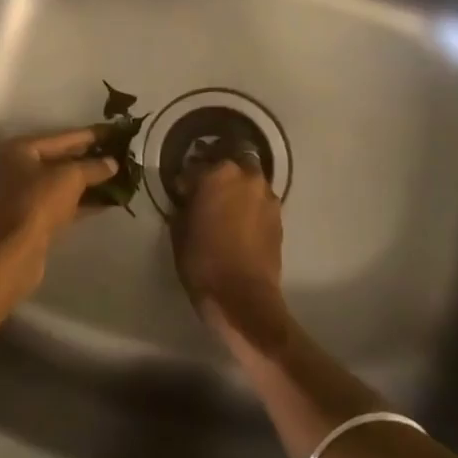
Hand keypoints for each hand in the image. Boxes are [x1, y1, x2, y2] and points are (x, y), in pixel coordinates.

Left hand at [0, 128, 117, 296]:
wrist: (15, 253)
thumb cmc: (39, 203)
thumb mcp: (70, 177)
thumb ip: (93, 167)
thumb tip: (113, 163)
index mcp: (22, 149)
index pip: (64, 136)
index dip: (92, 134)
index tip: (117, 131)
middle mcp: (20, 167)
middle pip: (63, 159)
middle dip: (93, 158)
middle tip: (122, 153)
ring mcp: (26, 194)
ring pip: (65, 183)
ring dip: (91, 181)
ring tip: (122, 176)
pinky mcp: (35, 218)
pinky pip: (65, 203)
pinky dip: (85, 201)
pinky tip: (111, 200)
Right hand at [172, 158, 287, 347]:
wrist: (243, 297)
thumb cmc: (203, 262)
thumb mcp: (179, 231)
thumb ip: (185, 205)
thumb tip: (190, 199)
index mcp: (216, 174)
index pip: (194, 166)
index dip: (185, 180)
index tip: (181, 193)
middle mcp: (245, 176)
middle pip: (230, 160)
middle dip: (217, 171)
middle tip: (206, 189)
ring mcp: (266, 194)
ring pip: (248, 178)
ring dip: (236, 185)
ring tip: (226, 204)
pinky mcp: (278, 215)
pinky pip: (259, 198)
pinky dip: (249, 203)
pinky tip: (240, 220)